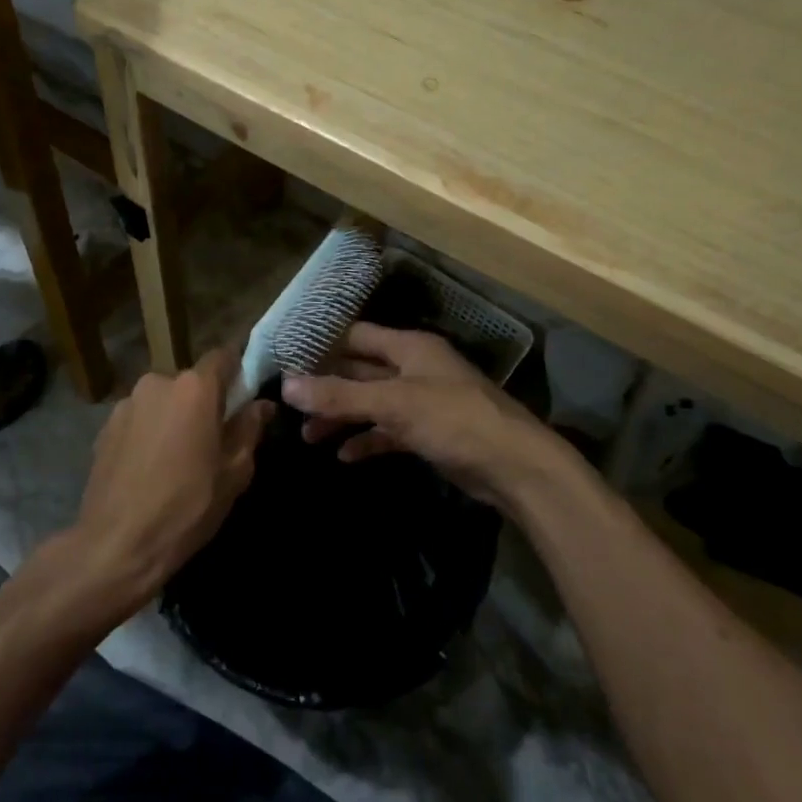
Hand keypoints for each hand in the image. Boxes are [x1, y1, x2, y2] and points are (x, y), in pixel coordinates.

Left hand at [71, 347, 274, 602]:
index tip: (244, 396)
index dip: (237, 371)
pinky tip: (149, 468)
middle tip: (212, 440)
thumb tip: (262, 405)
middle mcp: (158, 382)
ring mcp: (126, 403)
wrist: (117, 545)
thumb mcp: (234, 472)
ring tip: (176, 459)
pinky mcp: (104, 427)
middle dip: (203, 403)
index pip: (223, 356)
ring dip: (173, 418)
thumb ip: (250, 429)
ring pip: (162, 401)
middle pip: (190, 382)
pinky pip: (139, 419)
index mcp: (194, 388)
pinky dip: (148, 433)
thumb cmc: (187, 507)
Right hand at [282, 324, 569, 514]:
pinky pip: (389, 431)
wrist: (514, 466)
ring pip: (373, 403)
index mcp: (409, 347)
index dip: (323, 346)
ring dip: (343, 417)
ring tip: (308, 435)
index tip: (288, 360)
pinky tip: (344, 456)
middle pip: (361, 371)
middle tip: (291, 405)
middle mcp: (414, 367)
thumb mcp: (393, 404)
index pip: (357, 336)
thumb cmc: (453, 419)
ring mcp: (423, 400)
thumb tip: (287, 386)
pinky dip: (368, 440)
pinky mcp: (430, 432)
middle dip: (328, 388)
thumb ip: (340, 396)